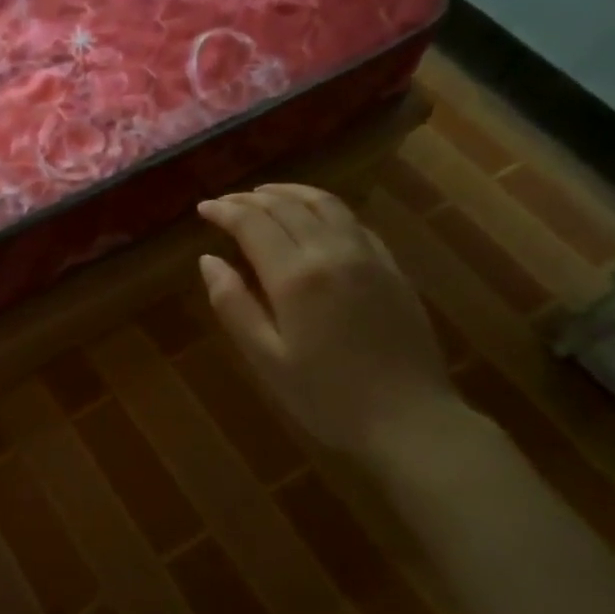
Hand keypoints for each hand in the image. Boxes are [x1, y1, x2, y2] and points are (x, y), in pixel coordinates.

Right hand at [196, 183, 456, 459]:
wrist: (410, 420)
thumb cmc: (327, 397)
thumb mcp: (266, 358)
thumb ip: (233, 305)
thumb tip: (208, 260)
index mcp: (296, 276)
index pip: (253, 223)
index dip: (225, 211)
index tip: (203, 208)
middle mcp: (332, 252)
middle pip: (287, 206)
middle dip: (251, 198)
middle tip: (226, 202)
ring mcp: (368, 256)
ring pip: (325, 204)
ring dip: (290, 193)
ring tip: (266, 193)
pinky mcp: (392, 268)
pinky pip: (354, 221)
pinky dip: (325, 208)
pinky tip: (316, 217)